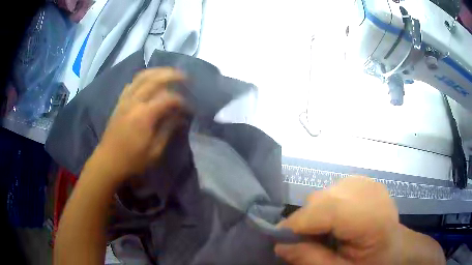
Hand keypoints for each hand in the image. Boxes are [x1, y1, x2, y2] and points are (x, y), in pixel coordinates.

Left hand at [92, 68, 184, 180]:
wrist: (108, 162)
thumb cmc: (132, 160)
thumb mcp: (154, 151)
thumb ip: (167, 130)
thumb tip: (180, 118)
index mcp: (144, 115)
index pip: (167, 99)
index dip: (180, 100)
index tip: (188, 108)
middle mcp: (134, 102)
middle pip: (154, 79)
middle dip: (172, 75)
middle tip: (184, 76)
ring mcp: (125, 100)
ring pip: (141, 77)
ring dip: (157, 71)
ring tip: (169, 72)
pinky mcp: (119, 103)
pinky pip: (131, 84)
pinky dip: (142, 79)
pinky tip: (148, 81)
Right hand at [275, 177, 444, 264]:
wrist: (393, 248)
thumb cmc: (371, 263)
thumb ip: (311, 259)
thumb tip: (280, 245)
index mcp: (372, 219)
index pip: (328, 210)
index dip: (299, 224)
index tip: (280, 241)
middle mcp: (371, 192)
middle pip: (323, 198)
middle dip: (305, 221)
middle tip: (303, 242)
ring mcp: (368, 183)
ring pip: (325, 192)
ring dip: (315, 214)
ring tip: (322, 233)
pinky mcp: (364, 181)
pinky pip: (333, 190)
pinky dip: (326, 206)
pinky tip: (335, 221)